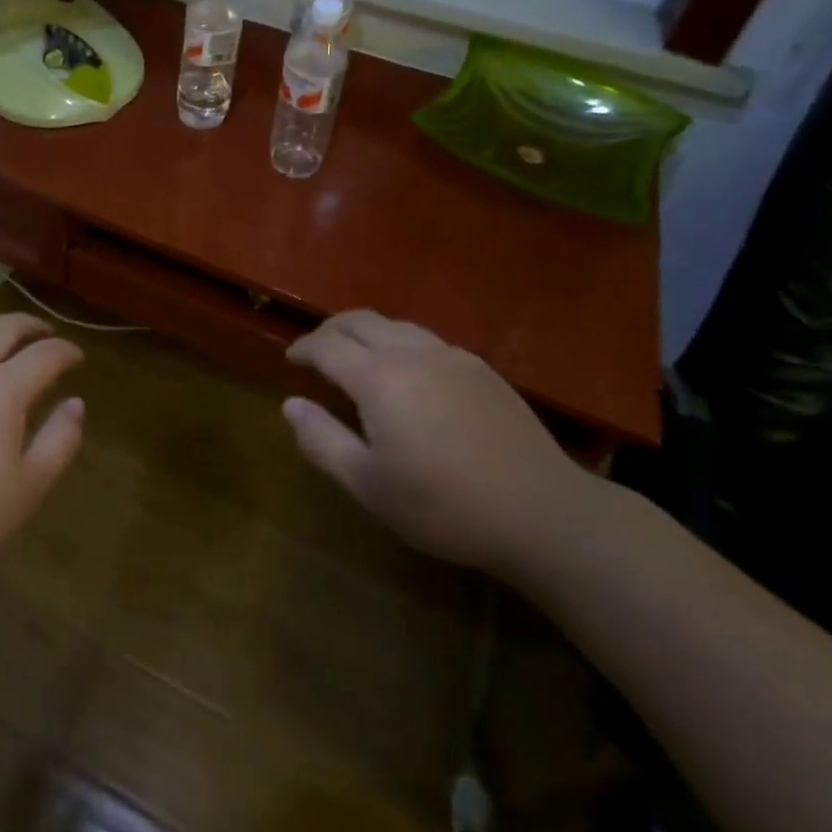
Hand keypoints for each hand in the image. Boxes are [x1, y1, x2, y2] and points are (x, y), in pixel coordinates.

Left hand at [0, 313, 85, 593]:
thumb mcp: (26, 490)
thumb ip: (60, 440)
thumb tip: (76, 403)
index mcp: (3, 388)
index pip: (46, 353)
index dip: (67, 351)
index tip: (78, 358)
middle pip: (6, 325)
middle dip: (33, 326)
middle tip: (46, 337)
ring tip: (3, 343)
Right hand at [283, 310, 593, 579]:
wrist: (541, 512)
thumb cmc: (444, 506)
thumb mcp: (370, 486)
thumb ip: (322, 442)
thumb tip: (290, 405)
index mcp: (378, 378)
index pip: (327, 345)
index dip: (303, 348)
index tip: (291, 359)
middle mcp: (411, 353)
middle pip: (359, 320)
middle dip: (330, 330)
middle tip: (316, 350)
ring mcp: (450, 356)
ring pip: (394, 325)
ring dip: (365, 333)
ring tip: (357, 358)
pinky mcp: (480, 368)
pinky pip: (426, 340)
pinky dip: (399, 344)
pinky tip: (408, 374)